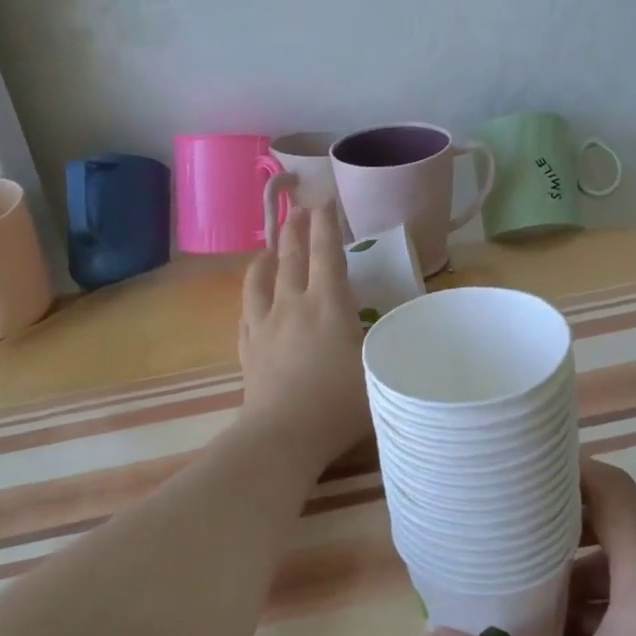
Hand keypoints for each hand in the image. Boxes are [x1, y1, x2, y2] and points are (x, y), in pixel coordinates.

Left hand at [236, 208, 369, 468]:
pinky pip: (246, 310)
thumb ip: (382, 342)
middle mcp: (293, 304)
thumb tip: (389, 327)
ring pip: (260, 278)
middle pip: (291, 256)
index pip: (326, 251)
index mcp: (328, 304)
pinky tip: (253, 297)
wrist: (283, 435)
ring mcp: (264, 324)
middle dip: (295, 228)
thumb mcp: (376, 369)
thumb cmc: (339, 403)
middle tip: (298, 210)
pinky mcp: (248, 347)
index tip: (325, 199)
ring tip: (269, 247)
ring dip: (267, 256)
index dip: (327, 223)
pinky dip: (251, 294)